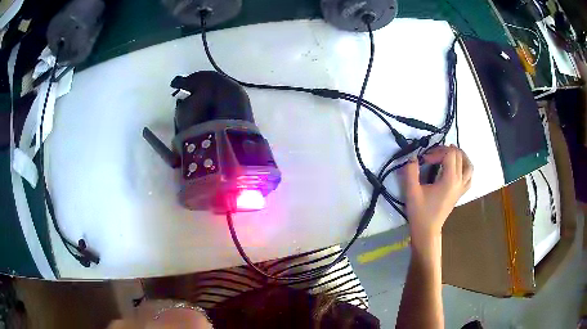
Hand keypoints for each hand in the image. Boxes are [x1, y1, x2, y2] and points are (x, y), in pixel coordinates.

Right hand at [403, 145, 472, 242]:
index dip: (436, 151)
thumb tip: (413, 157)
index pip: (449, 154)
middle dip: (446, 151)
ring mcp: (462, 188)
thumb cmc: (420, 212)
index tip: (425, 159)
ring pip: (469, 165)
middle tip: (433, 156)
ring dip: (460, 157)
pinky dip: (465, 169)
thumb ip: (411, 171)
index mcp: (450, 180)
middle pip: (459, 156)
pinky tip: (457, 169)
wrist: (427, 231)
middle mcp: (459, 181)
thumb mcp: (412, 191)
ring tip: (449, 156)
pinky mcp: (460, 193)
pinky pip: (469, 177)